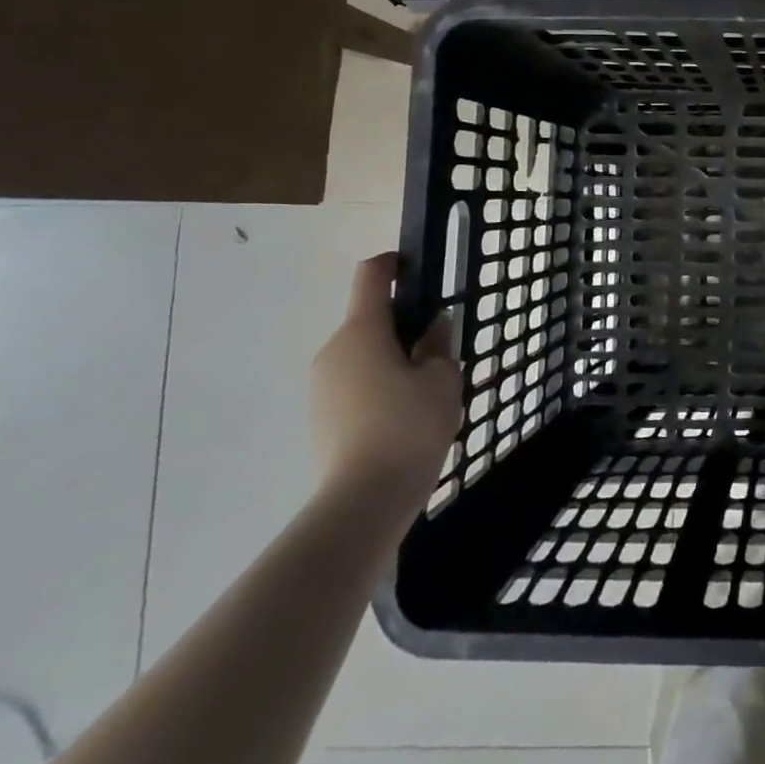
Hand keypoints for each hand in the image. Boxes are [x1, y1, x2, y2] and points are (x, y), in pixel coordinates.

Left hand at [310, 253, 461, 512]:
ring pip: (363, 354)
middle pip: (369, 319)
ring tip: (427, 389)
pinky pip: (354, 383)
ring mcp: (321, 386)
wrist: (364, 500)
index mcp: (362, 331)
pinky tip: (405, 415)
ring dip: (392, 357)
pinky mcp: (321, 416)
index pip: (371, 276)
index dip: (393, 263)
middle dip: (404, 325)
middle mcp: (333, 350)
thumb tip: (433, 327)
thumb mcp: (443, 377)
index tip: (418, 268)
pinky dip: (379, 385)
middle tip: (440, 349)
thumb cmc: (409, 425)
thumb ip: (439, 343)